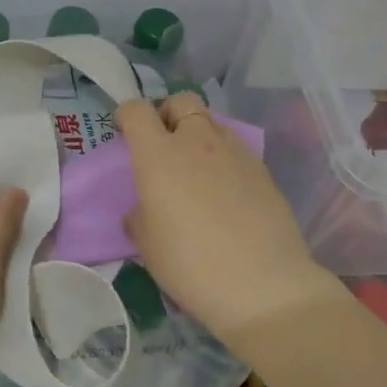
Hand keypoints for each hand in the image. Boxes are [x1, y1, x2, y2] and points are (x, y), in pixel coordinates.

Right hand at [117, 93, 344, 338]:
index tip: (124, 132)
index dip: (126, 115)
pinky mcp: (262, 169)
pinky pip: (235, 149)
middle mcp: (196, 141)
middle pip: (181, 101)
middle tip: (163, 144)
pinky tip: (226, 191)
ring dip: (199, 135)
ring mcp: (234, 152)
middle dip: (168, 113)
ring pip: (212, 122)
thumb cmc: (190, 264)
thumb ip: (140, 215)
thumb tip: (145, 208)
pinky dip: (224, 158)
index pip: (137, 110)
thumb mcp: (147, 244)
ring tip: (197, 170)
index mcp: (158, 155)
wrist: (262, 284)